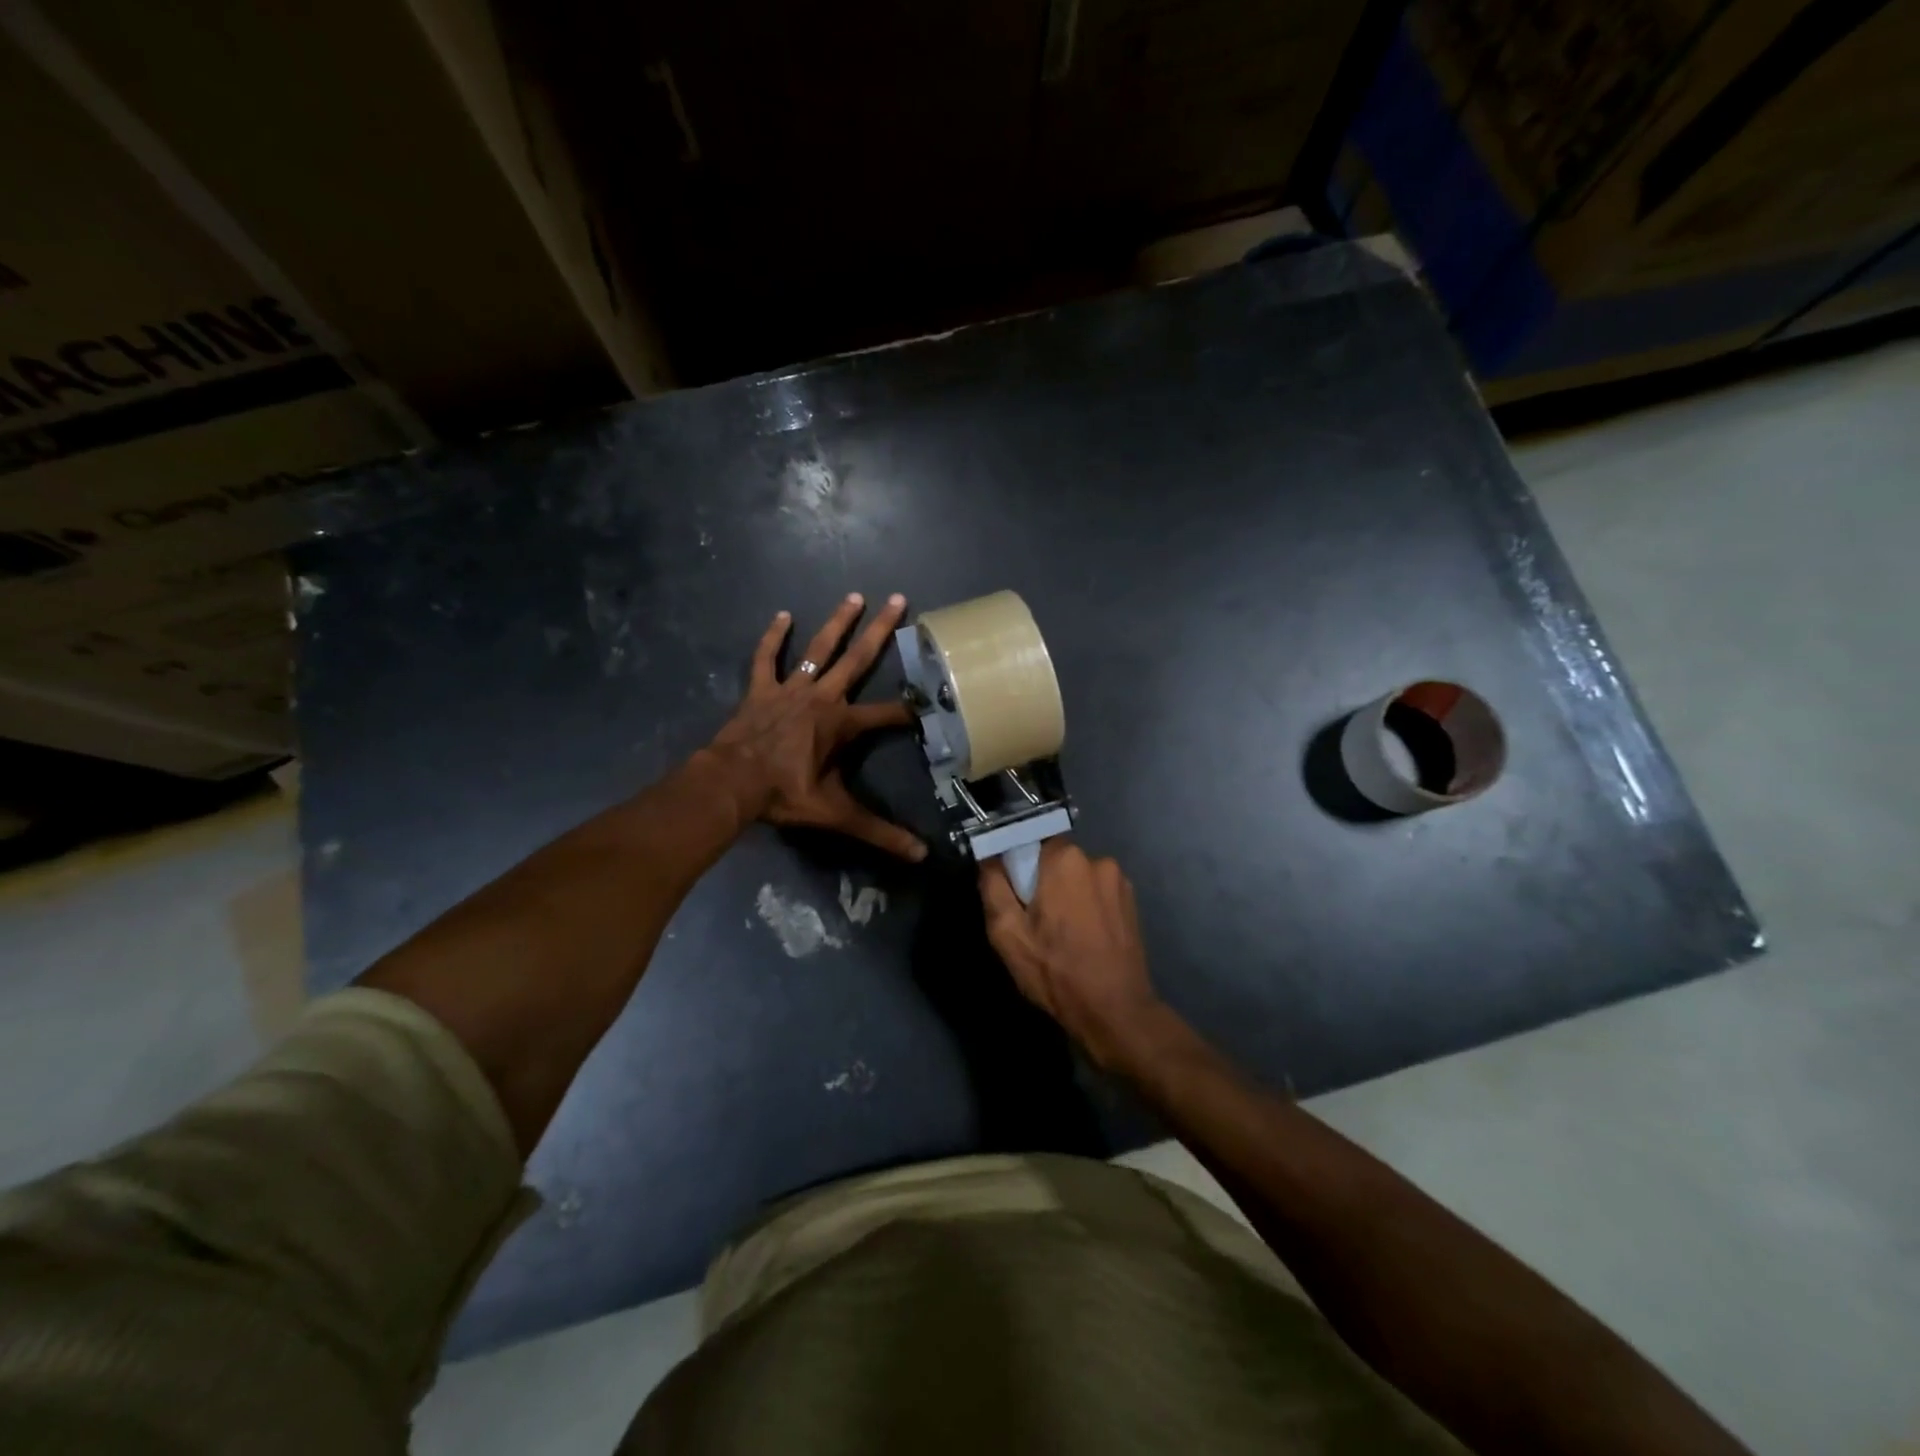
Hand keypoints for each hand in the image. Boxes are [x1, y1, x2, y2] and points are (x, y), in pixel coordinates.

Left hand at [707, 592, 926, 859]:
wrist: (731, 784)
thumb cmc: (785, 795)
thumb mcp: (836, 815)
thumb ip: (878, 832)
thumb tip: (920, 855)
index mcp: (842, 724)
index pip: (888, 715)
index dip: (911, 711)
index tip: (933, 700)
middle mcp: (822, 697)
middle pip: (857, 659)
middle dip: (881, 630)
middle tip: (897, 599)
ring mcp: (790, 689)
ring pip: (818, 649)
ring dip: (837, 622)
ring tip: (854, 596)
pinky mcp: (761, 689)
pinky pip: (767, 658)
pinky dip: (773, 638)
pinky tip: (782, 615)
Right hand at [979, 839, 1169, 1069]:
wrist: (1115, 1012)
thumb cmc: (1056, 971)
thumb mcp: (1007, 933)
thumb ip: (993, 887)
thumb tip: (990, 859)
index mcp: (1065, 859)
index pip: (1030, 841)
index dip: (1018, 867)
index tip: (1014, 894)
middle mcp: (1097, 859)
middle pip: (1055, 859)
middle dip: (1042, 882)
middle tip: (1034, 921)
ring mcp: (1119, 880)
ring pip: (1077, 877)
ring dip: (1066, 894)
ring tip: (1061, 934)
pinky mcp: (1132, 902)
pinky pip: (1097, 892)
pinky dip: (1086, 906)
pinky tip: (1083, 938)